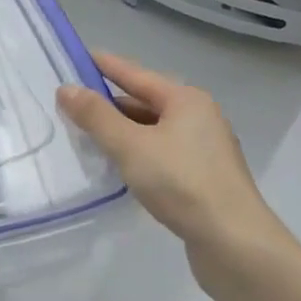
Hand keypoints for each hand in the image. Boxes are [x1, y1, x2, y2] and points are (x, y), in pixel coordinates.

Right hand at [57, 52, 285, 292]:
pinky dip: (136, 153)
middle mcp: (199, 117)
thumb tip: (66, 88)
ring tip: (86, 134)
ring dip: (121, 131)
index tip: (77, 56)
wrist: (235, 245)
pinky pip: (160, 153)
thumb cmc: (181, 183)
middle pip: (144, 101)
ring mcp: (203, 150)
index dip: (104, 65)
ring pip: (152, 130)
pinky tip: (117, 165)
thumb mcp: (130, 145)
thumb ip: (96, 116)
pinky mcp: (202, 179)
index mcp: (186, 100)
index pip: (135, 74)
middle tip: (70, 102)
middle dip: (108, 102)